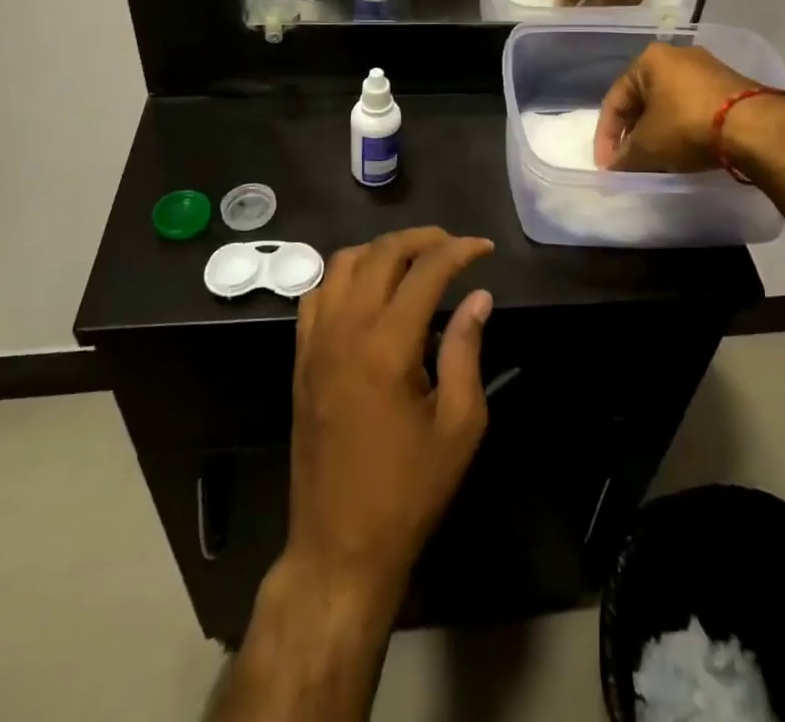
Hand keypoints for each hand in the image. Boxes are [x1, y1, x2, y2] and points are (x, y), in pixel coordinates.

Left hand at [288, 228, 494, 602]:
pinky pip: (316, 292)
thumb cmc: (409, 490)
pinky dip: (344, 274)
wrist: (339, 545)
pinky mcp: (300, 357)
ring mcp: (315, 341)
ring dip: (381, 250)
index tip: (484, 249)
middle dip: (422, 239)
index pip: (425, 270)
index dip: (459, 251)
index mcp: (387, 345)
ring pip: (343, 262)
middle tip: (454, 247)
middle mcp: (346, 329)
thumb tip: (478, 296)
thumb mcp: (459, 425)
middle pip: (382, 253)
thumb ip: (467, 350)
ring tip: (413, 260)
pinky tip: (368, 288)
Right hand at [596, 41, 764, 170]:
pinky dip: (683, 128)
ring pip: (669, 103)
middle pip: (643, 99)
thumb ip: (624, 157)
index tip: (608, 167)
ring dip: (658, 131)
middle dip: (633, 133)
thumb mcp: (647, 147)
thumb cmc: (687, 126)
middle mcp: (676, 55)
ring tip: (656, 160)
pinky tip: (685, 150)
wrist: (755, 126)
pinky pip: (694, 107)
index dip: (606, 137)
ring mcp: (707, 68)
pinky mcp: (730, 84)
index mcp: (649, 60)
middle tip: (630, 162)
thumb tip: (614, 169)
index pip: (615, 100)